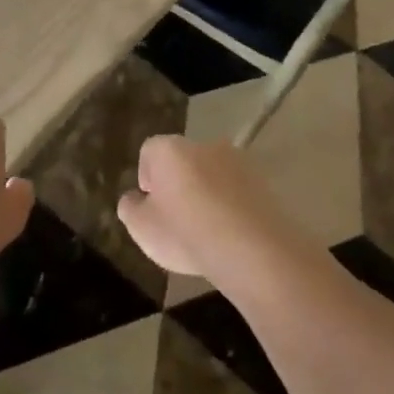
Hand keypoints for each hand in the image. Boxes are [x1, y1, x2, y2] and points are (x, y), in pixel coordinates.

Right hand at [116, 135, 288, 279]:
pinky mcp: (263, 181)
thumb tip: (135, 198)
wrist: (252, 248)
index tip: (152, 207)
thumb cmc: (186, 233)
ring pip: (213, 174)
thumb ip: (130, 207)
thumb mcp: (141, 228)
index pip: (150, 151)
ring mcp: (238, 160)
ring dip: (208, 193)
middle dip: (179, 184)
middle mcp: (204, 145)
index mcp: (170, 149)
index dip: (147, 178)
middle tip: (178, 220)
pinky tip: (231, 233)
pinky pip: (237, 190)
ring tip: (208, 230)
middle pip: (183, 160)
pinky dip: (231, 205)